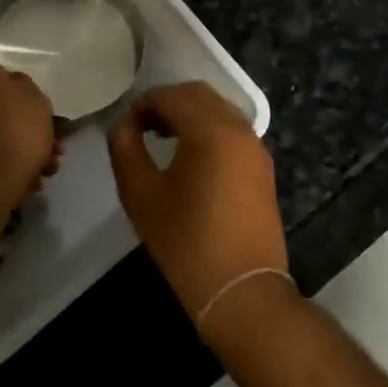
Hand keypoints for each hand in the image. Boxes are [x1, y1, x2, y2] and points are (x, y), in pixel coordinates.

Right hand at [107, 83, 288, 320]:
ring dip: (188, 114)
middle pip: (197, 94)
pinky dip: (207, 129)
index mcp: (210, 130)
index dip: (142, 105)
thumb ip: (125, 149)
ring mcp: (256, 148)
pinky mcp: (263, 167)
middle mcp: (238, 129)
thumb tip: (124, 125)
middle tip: (141, 127)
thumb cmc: (186, 242)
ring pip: (217, 109)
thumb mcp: (141, 194)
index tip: (124, 127)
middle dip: (166, 103)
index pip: (170, 96)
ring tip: (162, 139)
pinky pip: (232, 130)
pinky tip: (189, 157)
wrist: (242, 292)